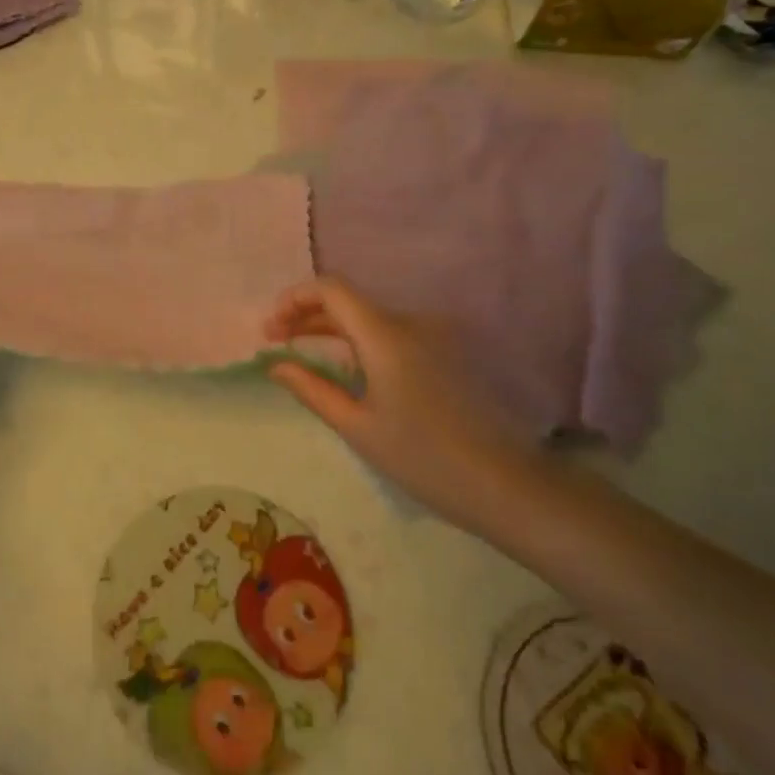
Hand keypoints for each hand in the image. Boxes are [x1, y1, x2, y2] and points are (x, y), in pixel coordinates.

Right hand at [265, 278, 530, 528]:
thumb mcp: (356, 427)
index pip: (330, 289)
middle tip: (276, 342)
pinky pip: (391, 334)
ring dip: (331, 329)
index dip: (294, 298)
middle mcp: (409, 323)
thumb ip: (311, 389)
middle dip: (306, 316)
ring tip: (303, 354)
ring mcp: (432, 336)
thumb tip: (276, 365)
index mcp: (385, 335)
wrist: (504, 484)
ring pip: (369, 318)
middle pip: (348, 302)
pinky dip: (359, 341)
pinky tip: (346, 368)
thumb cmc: (422, 458)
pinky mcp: (446, 353)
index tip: (270, 328)